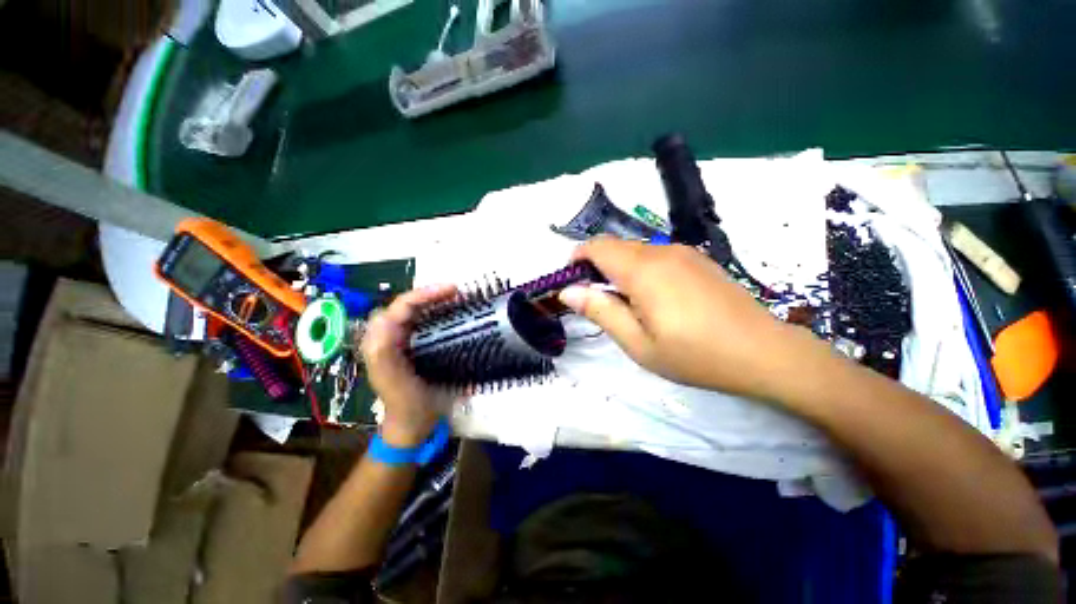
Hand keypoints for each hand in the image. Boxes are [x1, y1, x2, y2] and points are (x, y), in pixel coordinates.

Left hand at [360, 285, 458, 446]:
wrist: (412, 426)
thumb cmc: (407, 406)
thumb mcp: (396, 383)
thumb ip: (384, 354)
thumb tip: (387, 320)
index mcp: (381, 342)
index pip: (400, 307)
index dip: (424, 294)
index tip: (452, 290)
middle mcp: (387, 337)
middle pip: (406, 305)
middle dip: (429, 294)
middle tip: (457, 293)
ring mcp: (399, 341)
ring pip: (414, 311)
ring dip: (433, 301)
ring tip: (456, 298)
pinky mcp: (411, 346)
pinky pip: (422, 321)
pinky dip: (436, 313)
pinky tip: (451, 314)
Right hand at [559, 237, 818, 401]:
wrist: (763, 352)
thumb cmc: (694, 354)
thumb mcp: (637, 343)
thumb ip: (600, 311)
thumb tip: (568, 291)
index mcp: (642, 270)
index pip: (596, 247)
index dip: (577, 259)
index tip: (573, 283)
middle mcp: (661, 251)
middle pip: (614, 246)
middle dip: (597, 266)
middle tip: (599, 301)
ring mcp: (683, 252)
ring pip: (635, 250)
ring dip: (619, 269)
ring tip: (628, 304)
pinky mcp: (697, 259)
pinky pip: (656, 255)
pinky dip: (640, 269)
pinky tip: (655, 298)